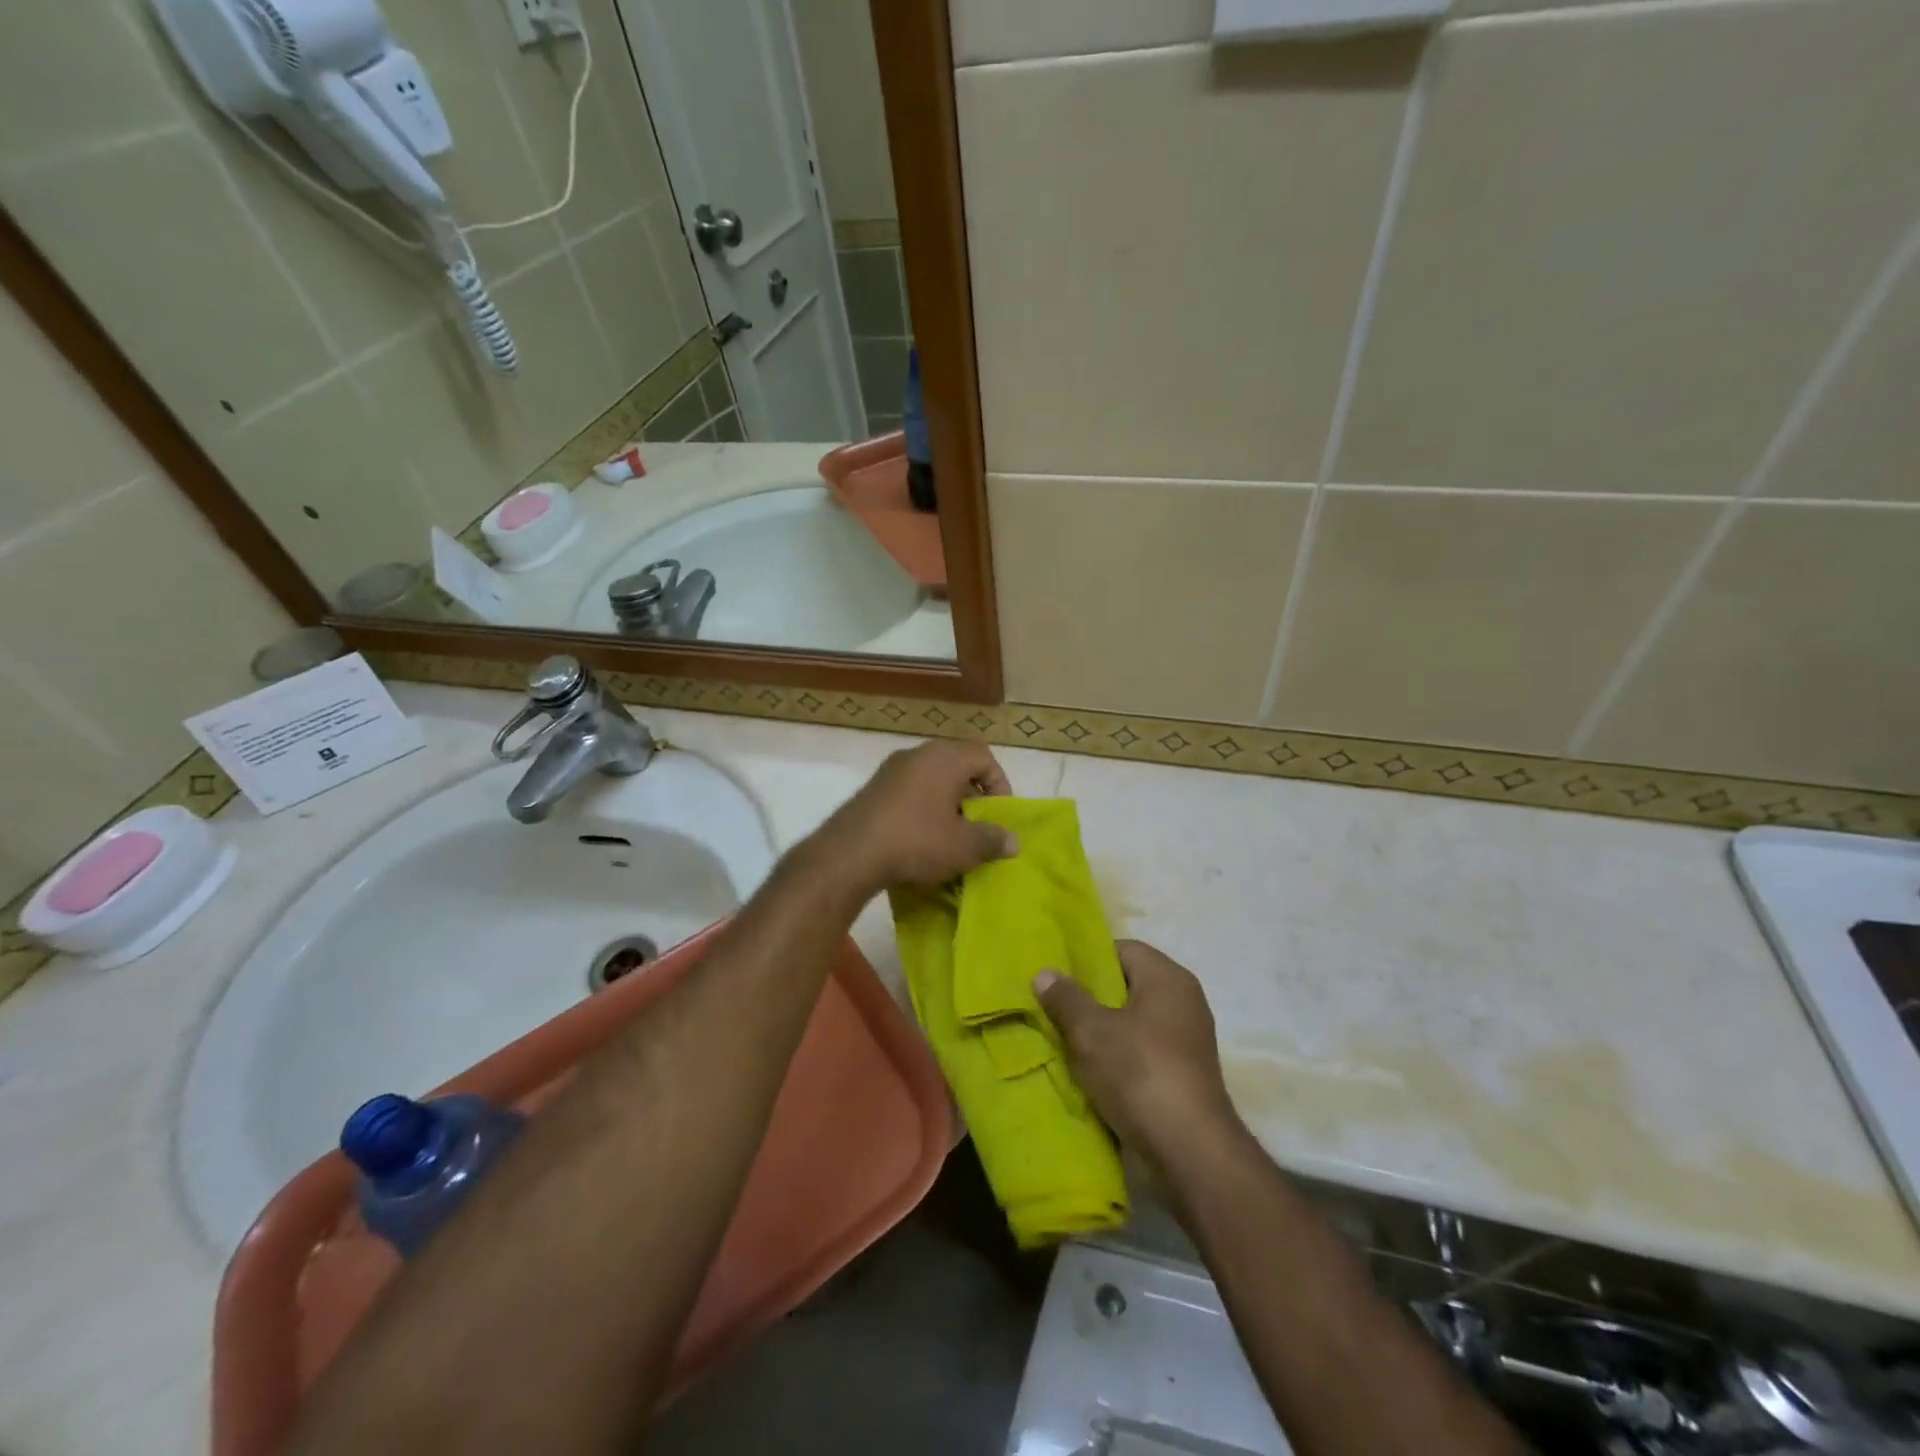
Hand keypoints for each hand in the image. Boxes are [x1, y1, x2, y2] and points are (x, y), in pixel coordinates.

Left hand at [815, 740, 1016, 893]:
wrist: (850, 854)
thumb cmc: (916, 842)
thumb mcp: (963, 846)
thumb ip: (992, 840)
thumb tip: (1013, 841)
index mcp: (944, 758)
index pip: (984, 756)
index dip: (999, 783)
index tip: (999, 814)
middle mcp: (917, 754)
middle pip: (957, 766)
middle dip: (972, 795)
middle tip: (978, 825)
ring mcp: (890, 770)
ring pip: (931, 780)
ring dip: (946, 803)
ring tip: (951, 836)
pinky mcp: (872, 790)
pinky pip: (908, 792)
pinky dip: (921, 809)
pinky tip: (920, 839)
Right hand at [1035, 941, 1241, 1168]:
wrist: (1190, 1152)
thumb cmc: (1139, 1073)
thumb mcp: (1091, 1031)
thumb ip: (1065, 998)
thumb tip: (1044, 972)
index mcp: (1167, 978)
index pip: (1122, 949)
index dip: (1087, 959)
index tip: (1056, 977)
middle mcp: (1183, 1001)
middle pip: (1127, 986)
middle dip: (1089, 998)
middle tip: (1052, 1008)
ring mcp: (1186, 1041)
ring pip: (1132, 1023)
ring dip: (1100, 1033)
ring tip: (1062, 1041)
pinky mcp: (1182, 1075)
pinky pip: (1141, 1053)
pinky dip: (1117, 1059)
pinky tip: (1087, 1073)